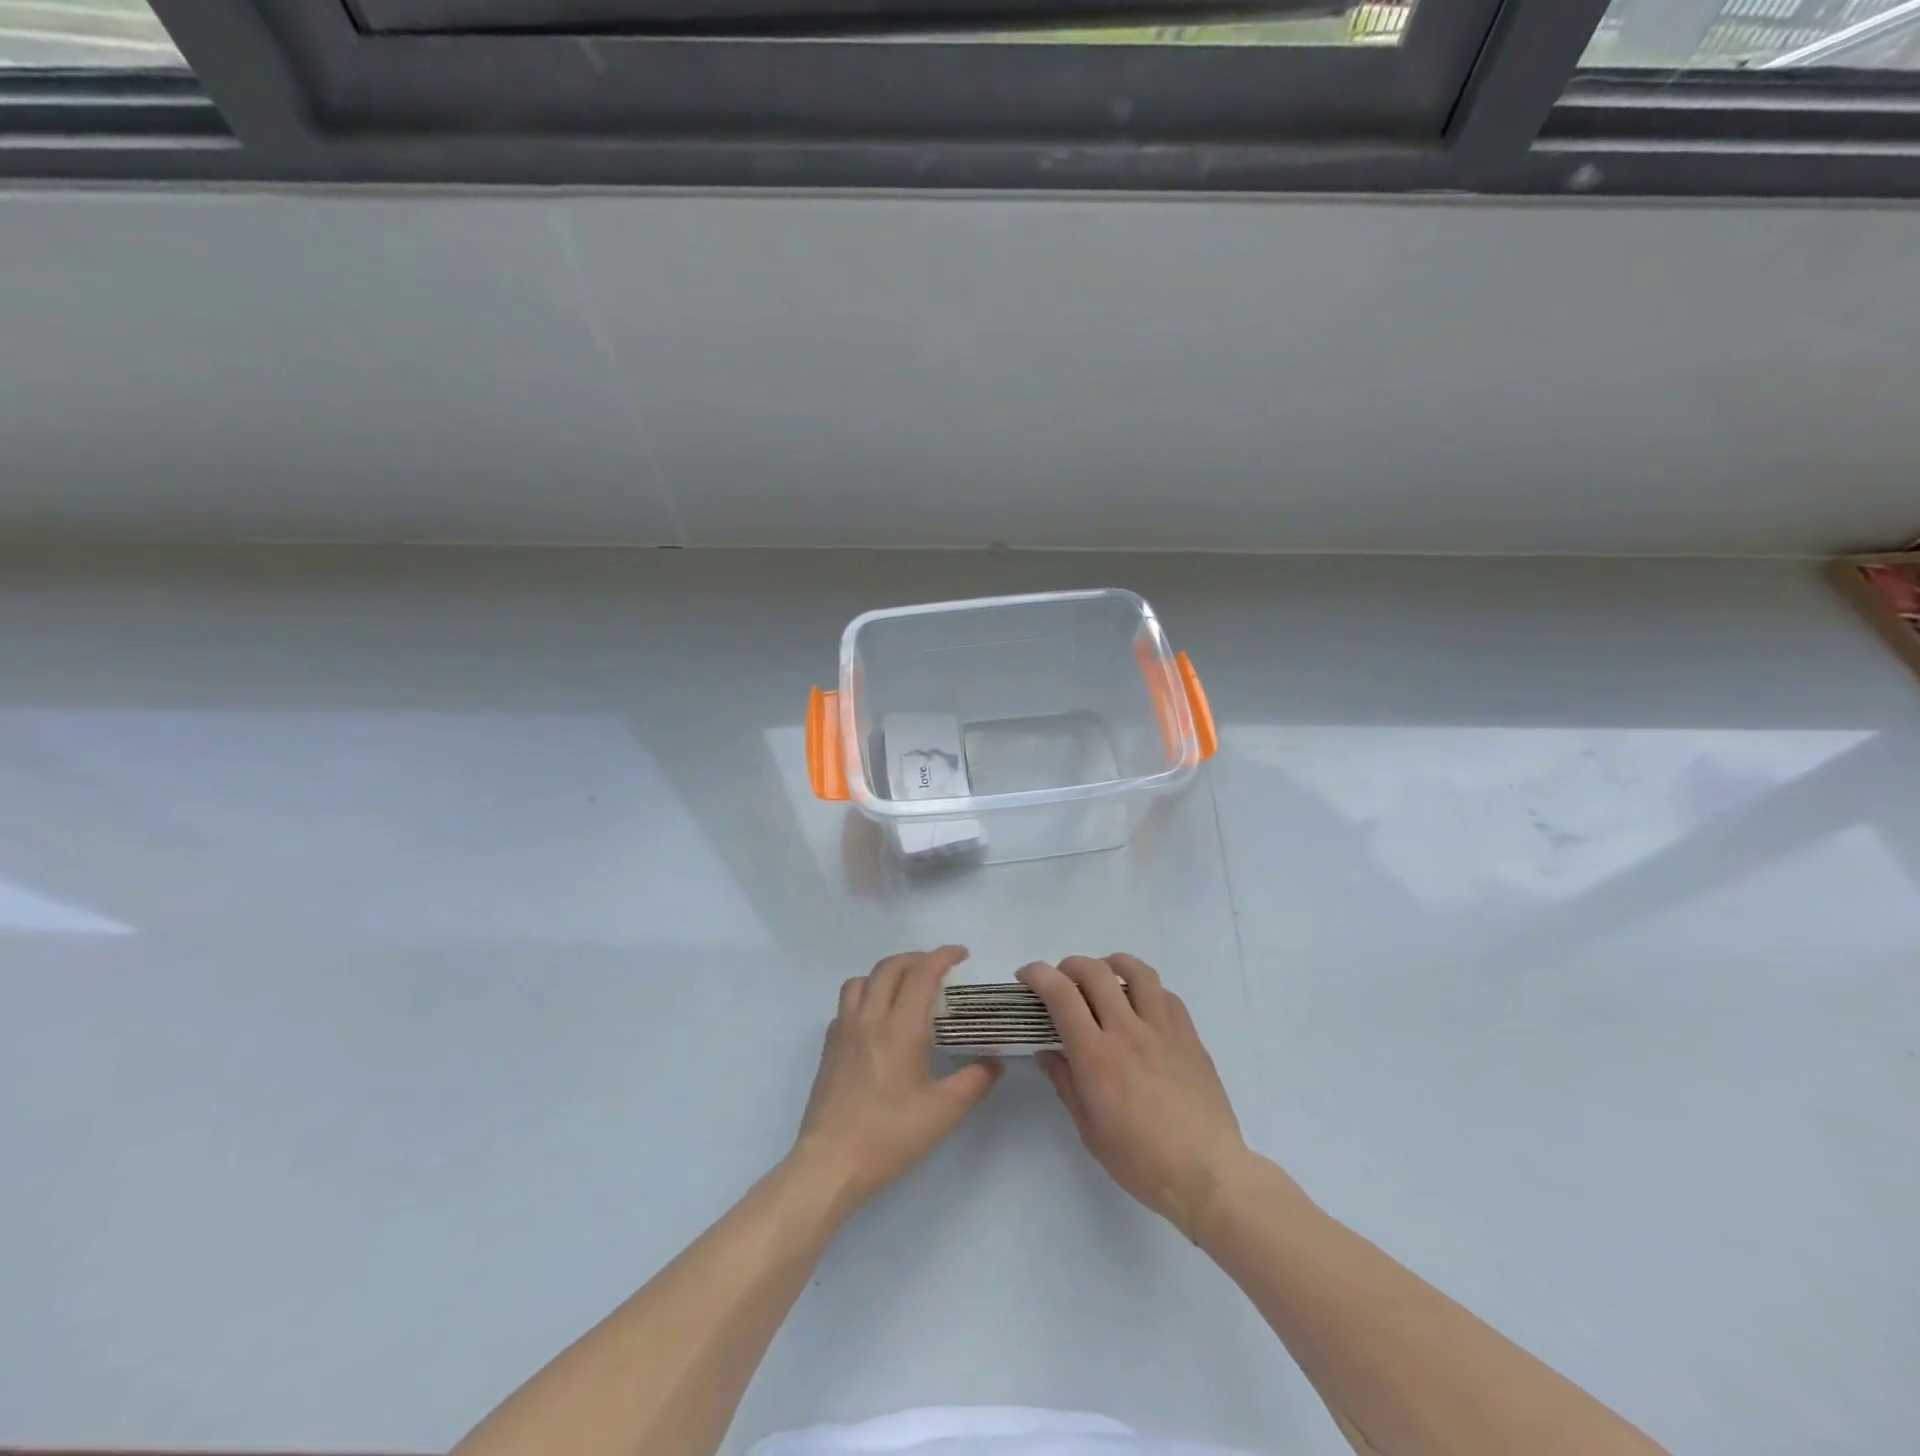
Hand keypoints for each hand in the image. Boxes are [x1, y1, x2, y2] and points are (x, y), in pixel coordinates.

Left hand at [791, 946, 1002, 1213]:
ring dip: (887, 974)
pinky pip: (847, 1004)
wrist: (831, 1164)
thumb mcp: (944, 1112)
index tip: (961, 955)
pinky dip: (866, 997)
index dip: (943, 956)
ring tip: (905, 990)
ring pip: (862, 979)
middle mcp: (870, 1017)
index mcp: (900, 1027)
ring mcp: (844, 1030)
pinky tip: (877, 1021)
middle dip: (917, 959)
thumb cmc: (890, 1136)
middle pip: (890, 967)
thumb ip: (975, 1081)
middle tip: (938, 970)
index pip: (922, 972)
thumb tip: (995, 1062)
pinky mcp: (829, 1046)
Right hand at [1020, 954, 1249, 1239]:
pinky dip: (1146, 989)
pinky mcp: (1189, 1036)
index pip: (1060, 995)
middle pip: (1094, 972)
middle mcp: (1127, 1031)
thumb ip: (1066, 1082)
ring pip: (1136, 971)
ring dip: (1111, 964)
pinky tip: (1141, 1005)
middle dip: (1069, 965)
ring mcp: (1162, 1029)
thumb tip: (1047, 1052)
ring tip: (1103, 977)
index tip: (1026, 976)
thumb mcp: (1089, 1129)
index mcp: (1096, 1055)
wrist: (1207, 1174)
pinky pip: (1165, 994)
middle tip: (1061, 980)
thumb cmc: (1140, 1161)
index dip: (1038, 975)